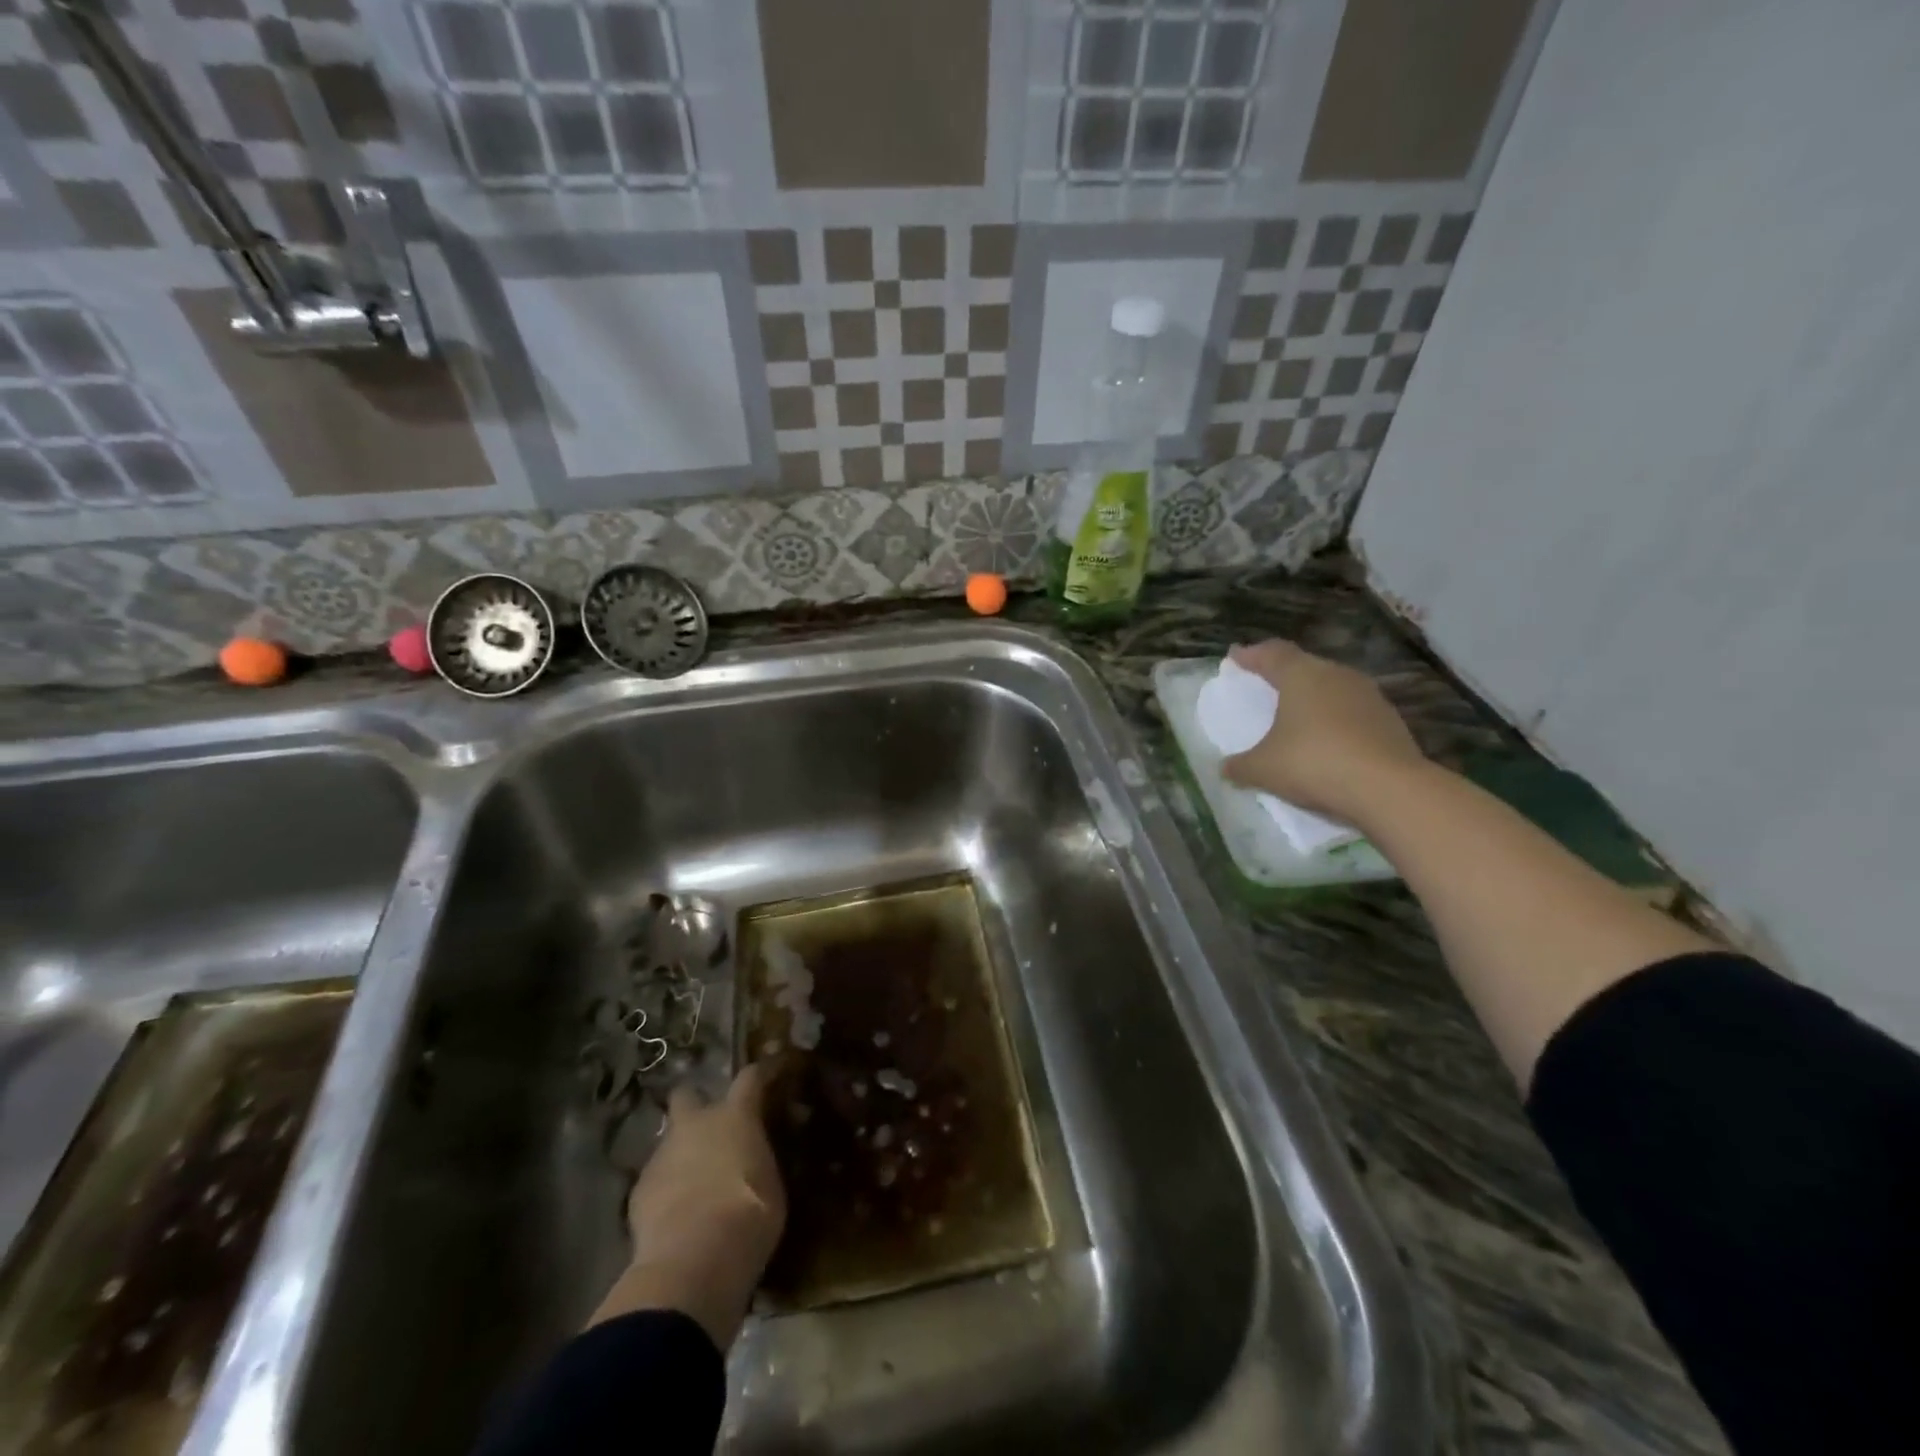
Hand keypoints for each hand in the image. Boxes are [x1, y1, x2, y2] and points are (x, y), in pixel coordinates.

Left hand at [591, 1062, 786, 1348]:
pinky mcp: (638, 1189)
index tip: (767, 1074)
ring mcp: (662, 1154)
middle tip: (709, 1126)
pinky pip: (656, 1178)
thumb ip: (760, 1161)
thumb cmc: (749, 1216)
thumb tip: (756, 1158)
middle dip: (694, 1103)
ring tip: (694, 1181)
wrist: (693, 1259)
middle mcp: (695, 1124)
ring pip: (669, 1140)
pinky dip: (666, 1188)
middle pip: (687, 1094)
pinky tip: (676, 1213)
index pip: (750, 1077)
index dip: (759, 1074)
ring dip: (681, 1152)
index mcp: (735, 1116)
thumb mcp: (772, 1185)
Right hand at [1221, 640, 1427, 823]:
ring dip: (1312, 698)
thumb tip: (1225, 768)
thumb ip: (1240, 766)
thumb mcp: (1263, 769)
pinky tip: (1327, 741)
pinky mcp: (1389, 720)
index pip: (1272, 653)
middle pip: (1304, 666)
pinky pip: (1352, 712)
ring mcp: (1368, 696)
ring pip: (1331, 687)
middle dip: (1282, 674)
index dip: (1251, 655)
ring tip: (1296, 716)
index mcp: (1301, 675)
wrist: (1389, 789)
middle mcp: (1336, 675)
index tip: (1235, 657)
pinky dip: (1335, 720)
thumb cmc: (1314, 763)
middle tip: (1264, 685)